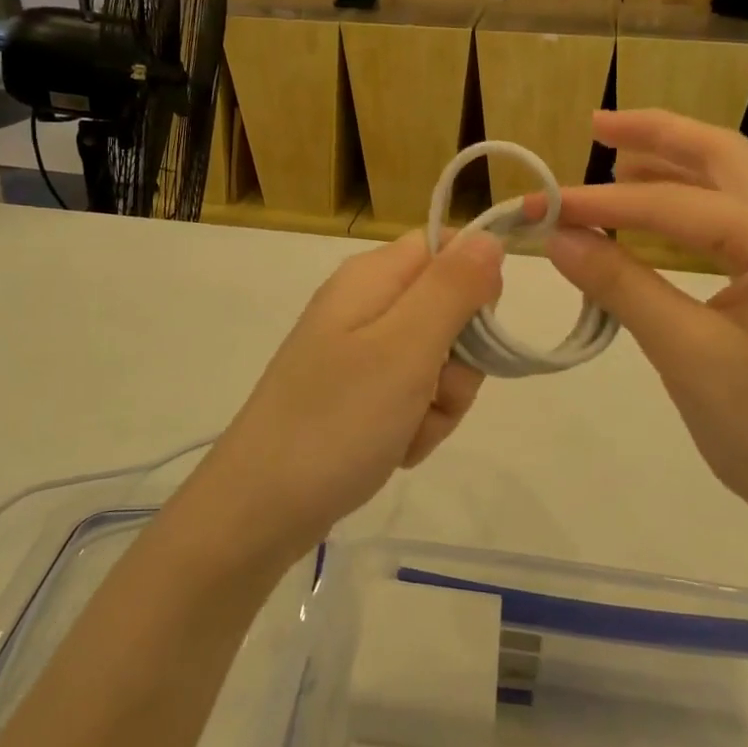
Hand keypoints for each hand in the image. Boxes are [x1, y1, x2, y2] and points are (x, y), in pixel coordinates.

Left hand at [209, 231, 504, 557]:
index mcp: (372, 278)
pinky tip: (394, 448)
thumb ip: (453, 287)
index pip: (446, 247)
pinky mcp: (358, 395)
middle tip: (433, 391)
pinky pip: (413, 398)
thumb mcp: (406, 347)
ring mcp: (360, 354)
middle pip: (449, 309)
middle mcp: (365, 306)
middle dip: (459, 359)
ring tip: (406, 430)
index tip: (476, 329)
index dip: (474, 283)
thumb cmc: (337, 420)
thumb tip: (488, 238)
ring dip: (439, 401)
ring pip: (438, 361)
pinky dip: (416, 425)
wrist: (259, 509)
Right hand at [531, 110, 747, 547]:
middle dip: (657, 135)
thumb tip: (558, 238)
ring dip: (674, 167)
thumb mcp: (687, 356)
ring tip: (615, 161)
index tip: (541, 207)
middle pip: (722, 157)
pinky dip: (691, 207)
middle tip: (596, 127)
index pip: (674, 205)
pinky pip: (736, 223)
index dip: (600, 204)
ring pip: (732, 185)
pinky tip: (654, 216)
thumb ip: (622, 286)